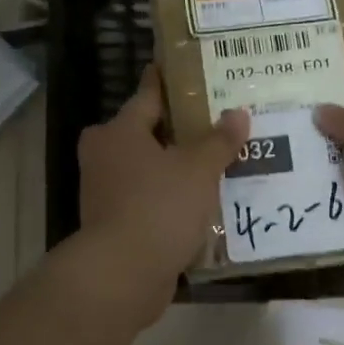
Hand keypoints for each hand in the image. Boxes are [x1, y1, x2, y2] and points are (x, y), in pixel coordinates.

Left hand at [77, 66, 248, 319]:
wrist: (121, 275)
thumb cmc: (158, 207)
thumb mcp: (198, 169)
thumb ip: (219, 140)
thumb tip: (238, 113)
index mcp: (119, 130)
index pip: (148, 94)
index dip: (169, 81)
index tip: (188, 69)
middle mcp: (105, 153)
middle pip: (148, 131)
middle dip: (180, 127)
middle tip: (217, 120)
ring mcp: (105, 190)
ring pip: (148, 166)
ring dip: (176, 165)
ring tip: (217, 160)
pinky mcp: (113, 222)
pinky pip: (148, 197)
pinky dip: (170, 196)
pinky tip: (201, 200)